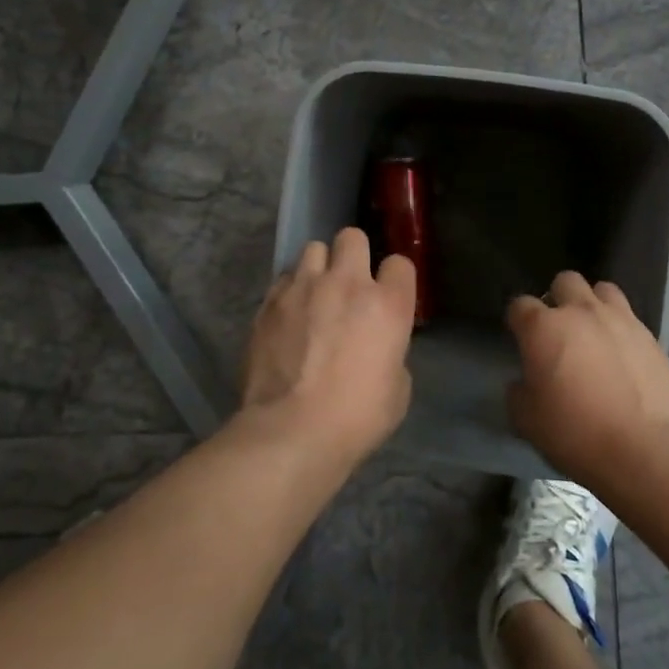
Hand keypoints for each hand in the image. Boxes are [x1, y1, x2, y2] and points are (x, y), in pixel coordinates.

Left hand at [240, 227, 415, 468]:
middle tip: (348, 284)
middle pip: (352, 237)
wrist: (291, 431)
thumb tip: (377, 347)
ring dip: (318, 267)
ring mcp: (303, 288)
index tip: (388, 295)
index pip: (399, 263)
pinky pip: (284, 279)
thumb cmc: (355, 418)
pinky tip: (288, 315)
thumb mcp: (397, 390)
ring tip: (314, 294)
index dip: (394, 278)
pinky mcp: (269, 302)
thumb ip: (391, 353)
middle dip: (352, 254)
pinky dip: (290, 290)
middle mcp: (346, 283)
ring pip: (313, 248)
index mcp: (387, 304)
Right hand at [506, 272, 668, 483]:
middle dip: (557, 299)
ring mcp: (620, 320)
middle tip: (559, 329)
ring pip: (602, 289)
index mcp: (543, 327)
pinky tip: (621, 353)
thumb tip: (524, 382)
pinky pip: (630, 317)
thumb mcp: (527, 421)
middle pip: (564, 281)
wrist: (646, 450)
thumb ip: (518, 392)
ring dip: (593, 304)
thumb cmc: (576, 433)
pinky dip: (620, 327)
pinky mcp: (650, 336)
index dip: (517, 320)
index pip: (520, 305)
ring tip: (594, 331)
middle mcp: (581, 312)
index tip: (520, 337)